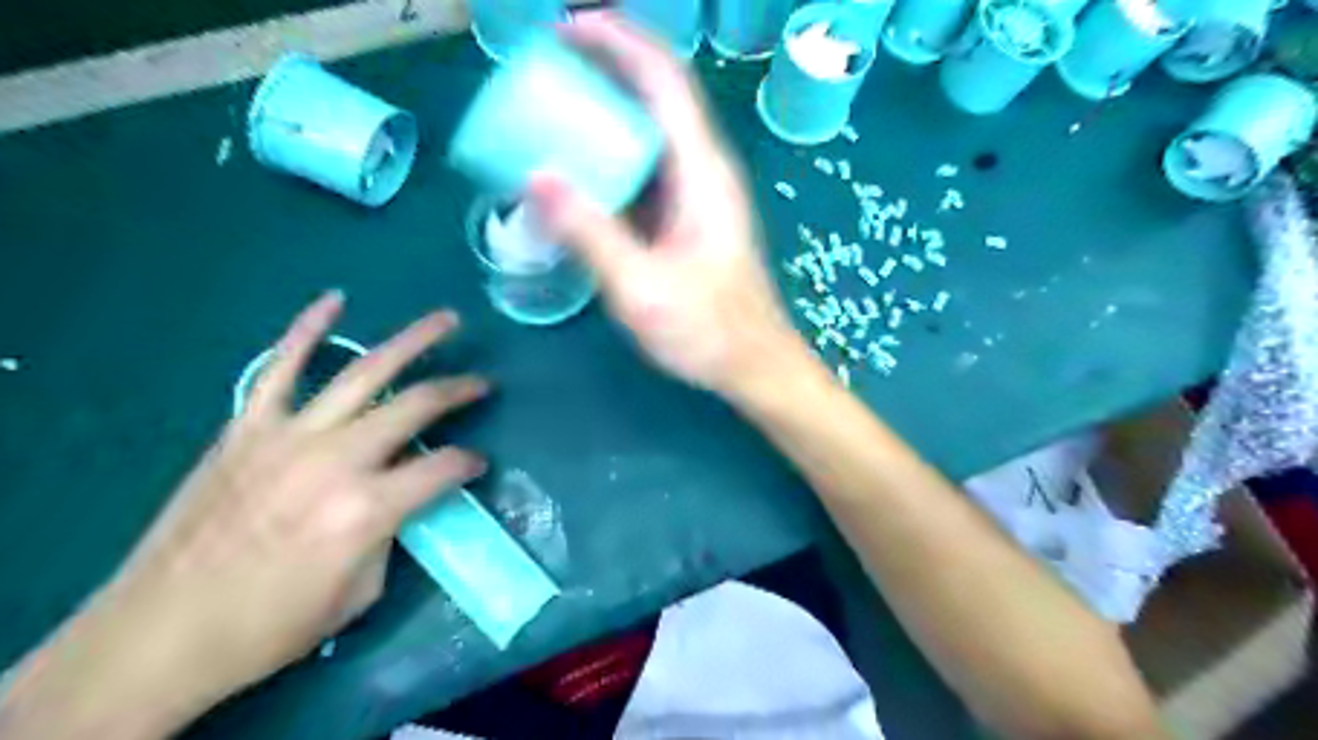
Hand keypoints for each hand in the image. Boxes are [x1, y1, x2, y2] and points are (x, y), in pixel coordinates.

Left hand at [0, 296, 486, 738]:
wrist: (158, 634)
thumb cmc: (271, 626)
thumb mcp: (360, 593)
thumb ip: (391, 533)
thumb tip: (402, 498)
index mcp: (369, 509)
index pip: (444, 466)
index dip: (470, 463)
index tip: (477, 464)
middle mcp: (337, 461)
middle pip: (415, 406)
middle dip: (459, 390)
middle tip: (482, 382)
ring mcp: (289, 436)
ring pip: (364, 373)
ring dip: (412, 341)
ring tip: (446, 319)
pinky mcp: (247, 429)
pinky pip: (280, 367)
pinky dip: (307, 330)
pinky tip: (335, 301)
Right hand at [530, 12, 809, 399]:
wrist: (753, 365)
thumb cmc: (707, 331)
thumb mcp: (642, 287)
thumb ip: (591, 234)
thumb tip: (536, 177)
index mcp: (702, 173)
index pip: (664, 80)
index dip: (619, 42)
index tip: (566, 30)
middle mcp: (704, 171)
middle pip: (658, 97)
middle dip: (606, 69)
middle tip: (546, 70)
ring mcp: (698, 196)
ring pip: (651, 134)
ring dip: (607, 113)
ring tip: (553, 112)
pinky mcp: (687, 220)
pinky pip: (646, 172)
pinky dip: (611, 159)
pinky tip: (579, 174)